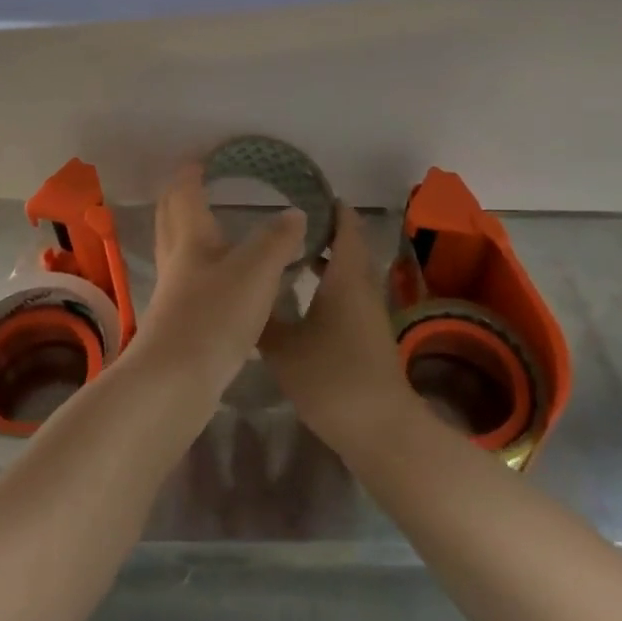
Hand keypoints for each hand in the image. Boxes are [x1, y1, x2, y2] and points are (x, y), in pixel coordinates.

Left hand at [132, 164, 305, 395]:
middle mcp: (176, 259)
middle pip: (170, 218)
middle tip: (193, 183)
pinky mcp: (177, 322)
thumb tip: (294, 213)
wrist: (175, 381)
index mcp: (191, 238)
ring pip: (176, 250)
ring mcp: (173, 292)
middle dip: (179, 197)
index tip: (201, 158)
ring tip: (209, 226)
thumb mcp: (256, 270)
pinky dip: (199, 267)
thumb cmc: (215, 315)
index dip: (191, 173)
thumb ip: (277, 239)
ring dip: (187, 231)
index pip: (185, 193)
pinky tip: (218, 279)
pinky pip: (186, 280)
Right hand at [259, 202, 415, 455]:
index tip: (303, 190)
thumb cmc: (332, 378)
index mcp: (346, 276)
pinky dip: (328, 283)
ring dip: (324, 257)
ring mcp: (368, 311)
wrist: (380, 430)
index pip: (345, 224)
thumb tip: (241, 293)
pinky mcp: (367, 333)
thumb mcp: (284, 347)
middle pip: (347, 244)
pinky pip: (347, 293)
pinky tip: (301, 295)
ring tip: (286, 250)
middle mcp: (362, 285)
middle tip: (284, 219)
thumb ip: (262, 317)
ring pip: (347, 271)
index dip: (329, 204)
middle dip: (320, 228)